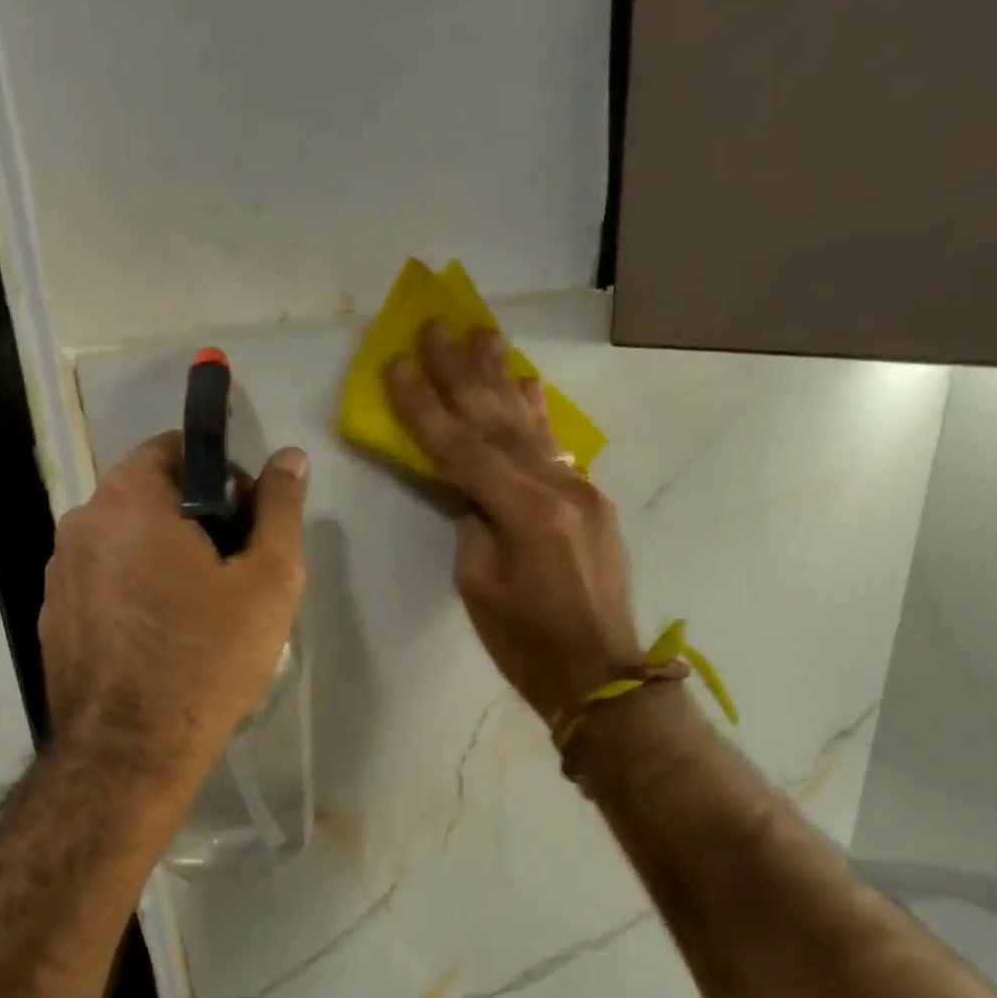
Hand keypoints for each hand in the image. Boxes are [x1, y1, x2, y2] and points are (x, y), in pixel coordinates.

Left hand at [40, 432, 308, 783]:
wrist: (130, 753)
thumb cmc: (207, 657)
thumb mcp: (268, 580)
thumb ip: (281, 509)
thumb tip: (291, 457)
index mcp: (127, 500)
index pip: (176, 450)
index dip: (223, 478)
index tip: (248, 525)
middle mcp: (80, 523)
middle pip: (149, 496)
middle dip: (196, 520)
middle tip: (234, 574)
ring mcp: (59, 573)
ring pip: (126, 542)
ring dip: (165, 557)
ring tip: (201, 612)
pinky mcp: (55, 617)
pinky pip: (104, 582)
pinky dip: (135, 591)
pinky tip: (162, 639)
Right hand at [384, 320, 643, 723]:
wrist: (599, 672)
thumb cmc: (526, 642)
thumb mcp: (478, 585)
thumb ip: (472, 524)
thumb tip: (468, 492)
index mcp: (523, 511)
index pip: (459, 447)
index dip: (424, 405)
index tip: (397, 363)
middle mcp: (556, 486)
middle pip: (496, 420)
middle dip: (461, 372)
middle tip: (436, 324)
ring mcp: (579, 489)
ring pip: (530, 423)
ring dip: (500, 376)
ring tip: (481, 331)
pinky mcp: (590, 500)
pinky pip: (555, 445)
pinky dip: (537, 411)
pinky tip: (526, 381)